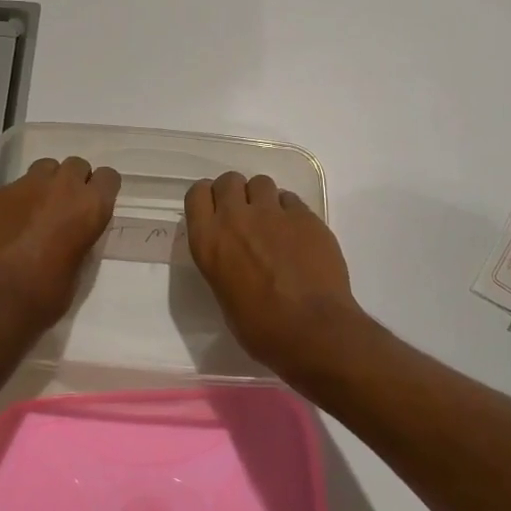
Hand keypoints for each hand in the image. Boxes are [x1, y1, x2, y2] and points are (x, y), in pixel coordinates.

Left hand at [0, 156, 119, 335]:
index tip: (93, 205)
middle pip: (75, 165)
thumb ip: (81, 237)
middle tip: (64, 208)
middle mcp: (60, 187)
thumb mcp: (80, 267)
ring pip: (43, 169)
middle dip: (73, 182)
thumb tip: (73, 230)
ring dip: (45, 185)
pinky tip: (6, 226)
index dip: (101, 190)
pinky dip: (15, 202)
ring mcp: (23, 186)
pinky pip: (12, 188)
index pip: (108, 177)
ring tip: (35, 211)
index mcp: (89, 207)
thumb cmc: (45, 296)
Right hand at [185, 171, 363, 379]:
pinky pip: (292, 200)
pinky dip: (291, 212)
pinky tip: (298, 235)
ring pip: (262, 183)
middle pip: (229, 180)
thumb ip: (224, 263)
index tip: (215, 210)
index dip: (207, 199)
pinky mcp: (305, 216)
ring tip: (274, 223)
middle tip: (245, 215)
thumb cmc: (261, 329)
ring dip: (264, 199)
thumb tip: (236, 257)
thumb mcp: (224, 295)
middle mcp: (236, 219)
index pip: (197, 194)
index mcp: (209, 241)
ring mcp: (273, 213)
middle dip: (236, 193)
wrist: (313, 330)